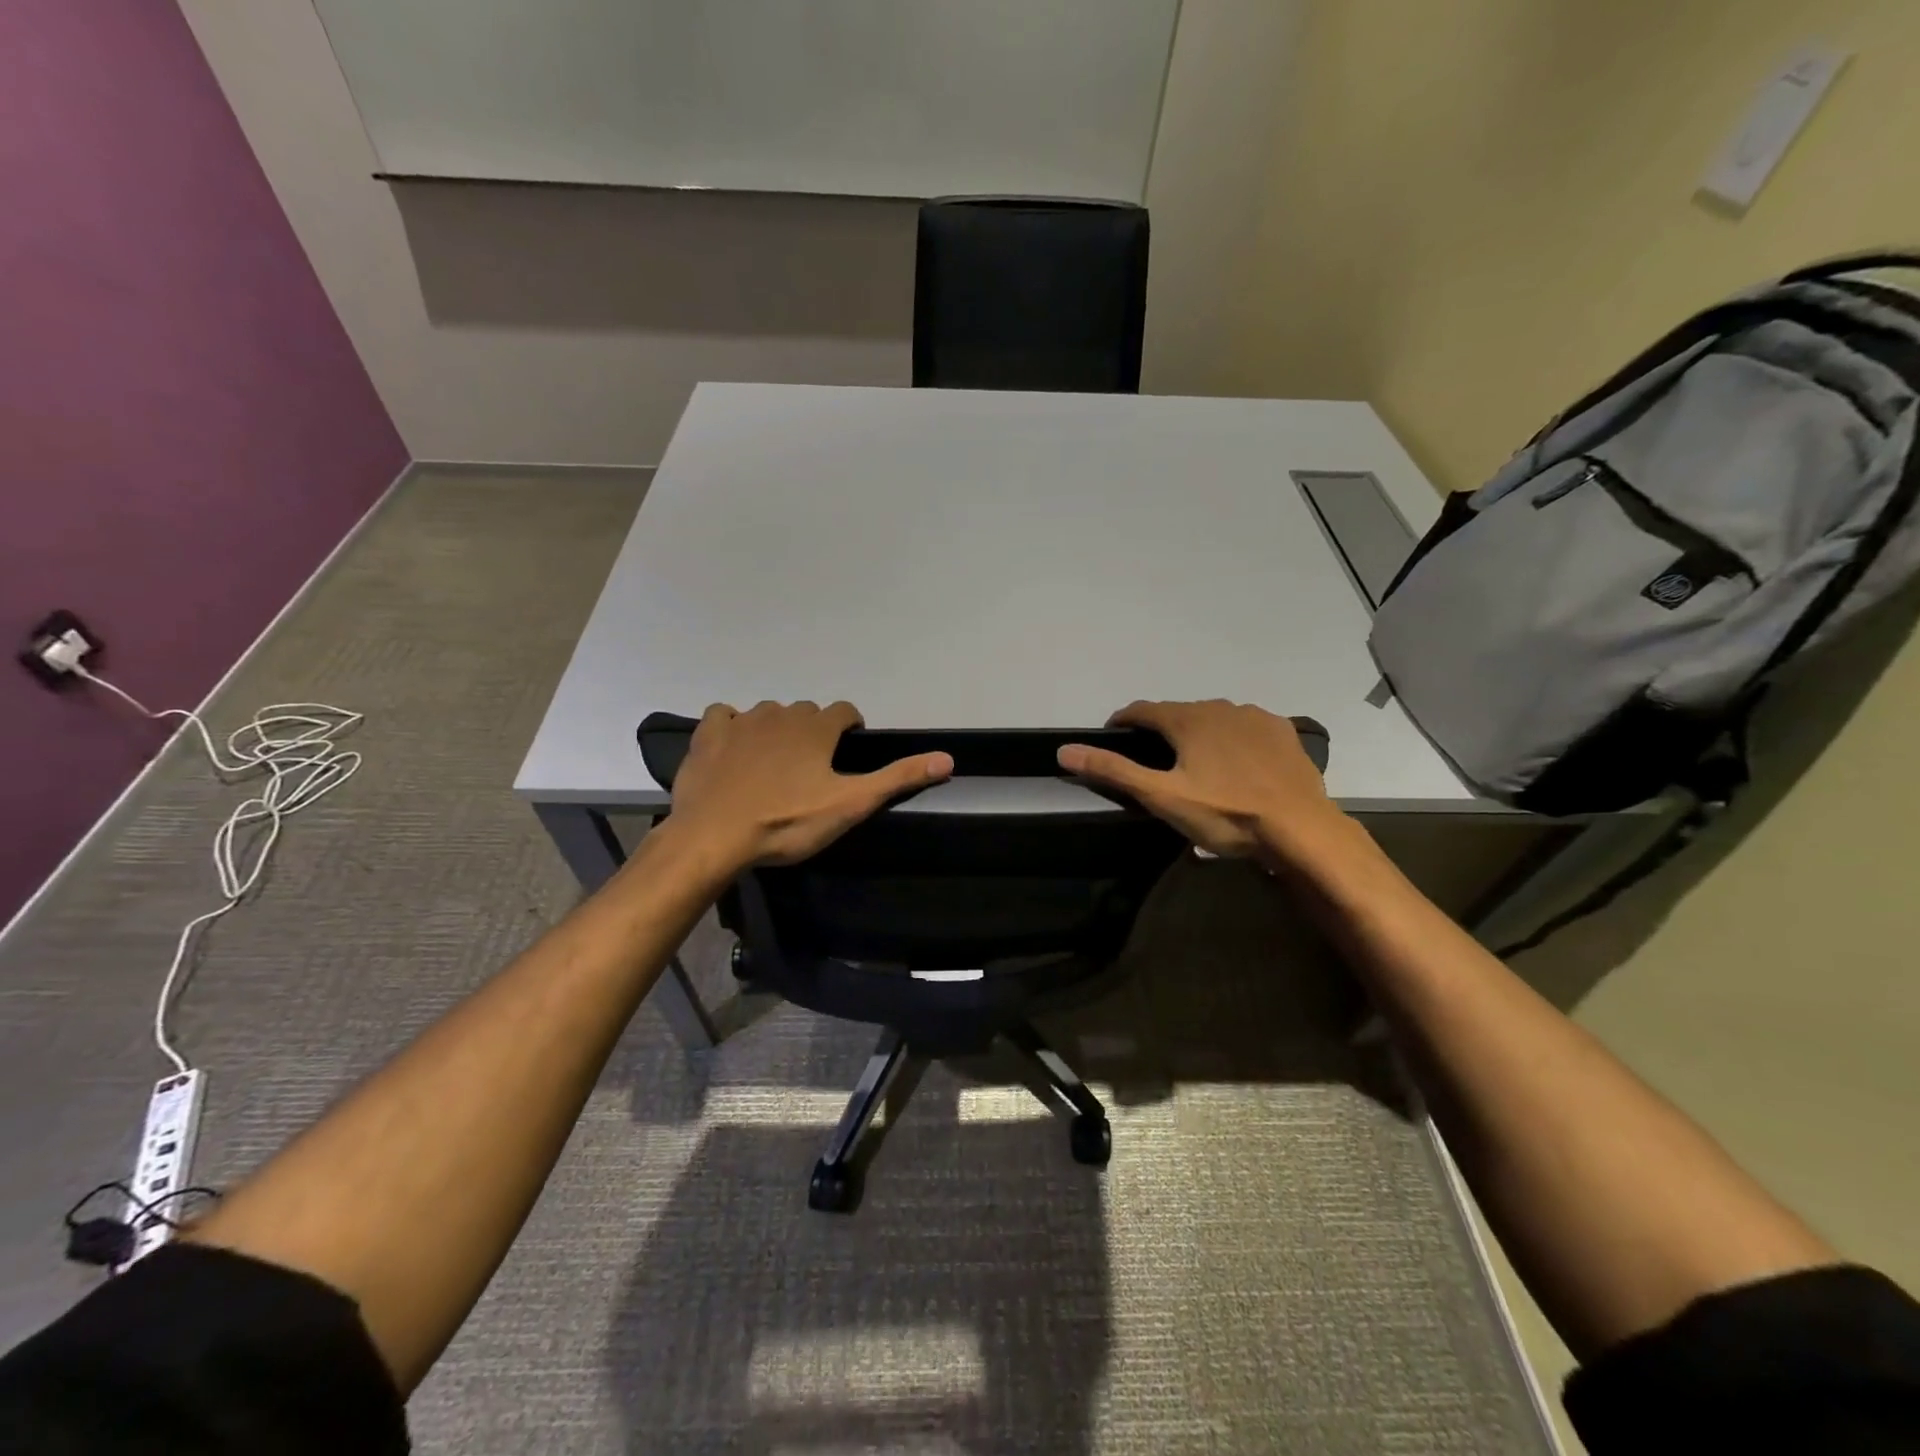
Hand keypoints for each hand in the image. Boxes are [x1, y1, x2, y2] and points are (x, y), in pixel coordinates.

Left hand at [668, 701, 952, 869]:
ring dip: (777, 730)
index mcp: (816, 728)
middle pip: (806, 713)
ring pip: (768, 713)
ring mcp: (741, 721)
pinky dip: (732, 726)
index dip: (850, 728)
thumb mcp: (851, 804)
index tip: (848, 751)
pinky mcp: (708, 735)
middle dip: (814, 731)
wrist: (714, 837)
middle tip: (812, 768)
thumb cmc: (787, 822)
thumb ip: (898, 778)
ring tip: (776, 764)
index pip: (844, 711)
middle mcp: (781, 714)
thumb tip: (947, 758)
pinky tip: (734, 748)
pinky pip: (724, 716)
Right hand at [1057, 700, 1346, 865]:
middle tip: (1154, 761)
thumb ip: (1114, 771)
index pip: (1142, 710)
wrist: (1301, 829)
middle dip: (1161, 730)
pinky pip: (1246, 727)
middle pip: (1178, 713)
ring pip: (1213, 718)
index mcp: (1187, 719)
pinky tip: (1236, 762)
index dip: (1122, 721)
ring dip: (1198, 733)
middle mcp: (1219, 707)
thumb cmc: (1226, 813)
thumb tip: (1065, 750)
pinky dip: (1232, 738)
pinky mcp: (1283, 732)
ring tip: (1196, 764)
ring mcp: (1255, 717)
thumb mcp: (1162, 796)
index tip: (1112, 736)